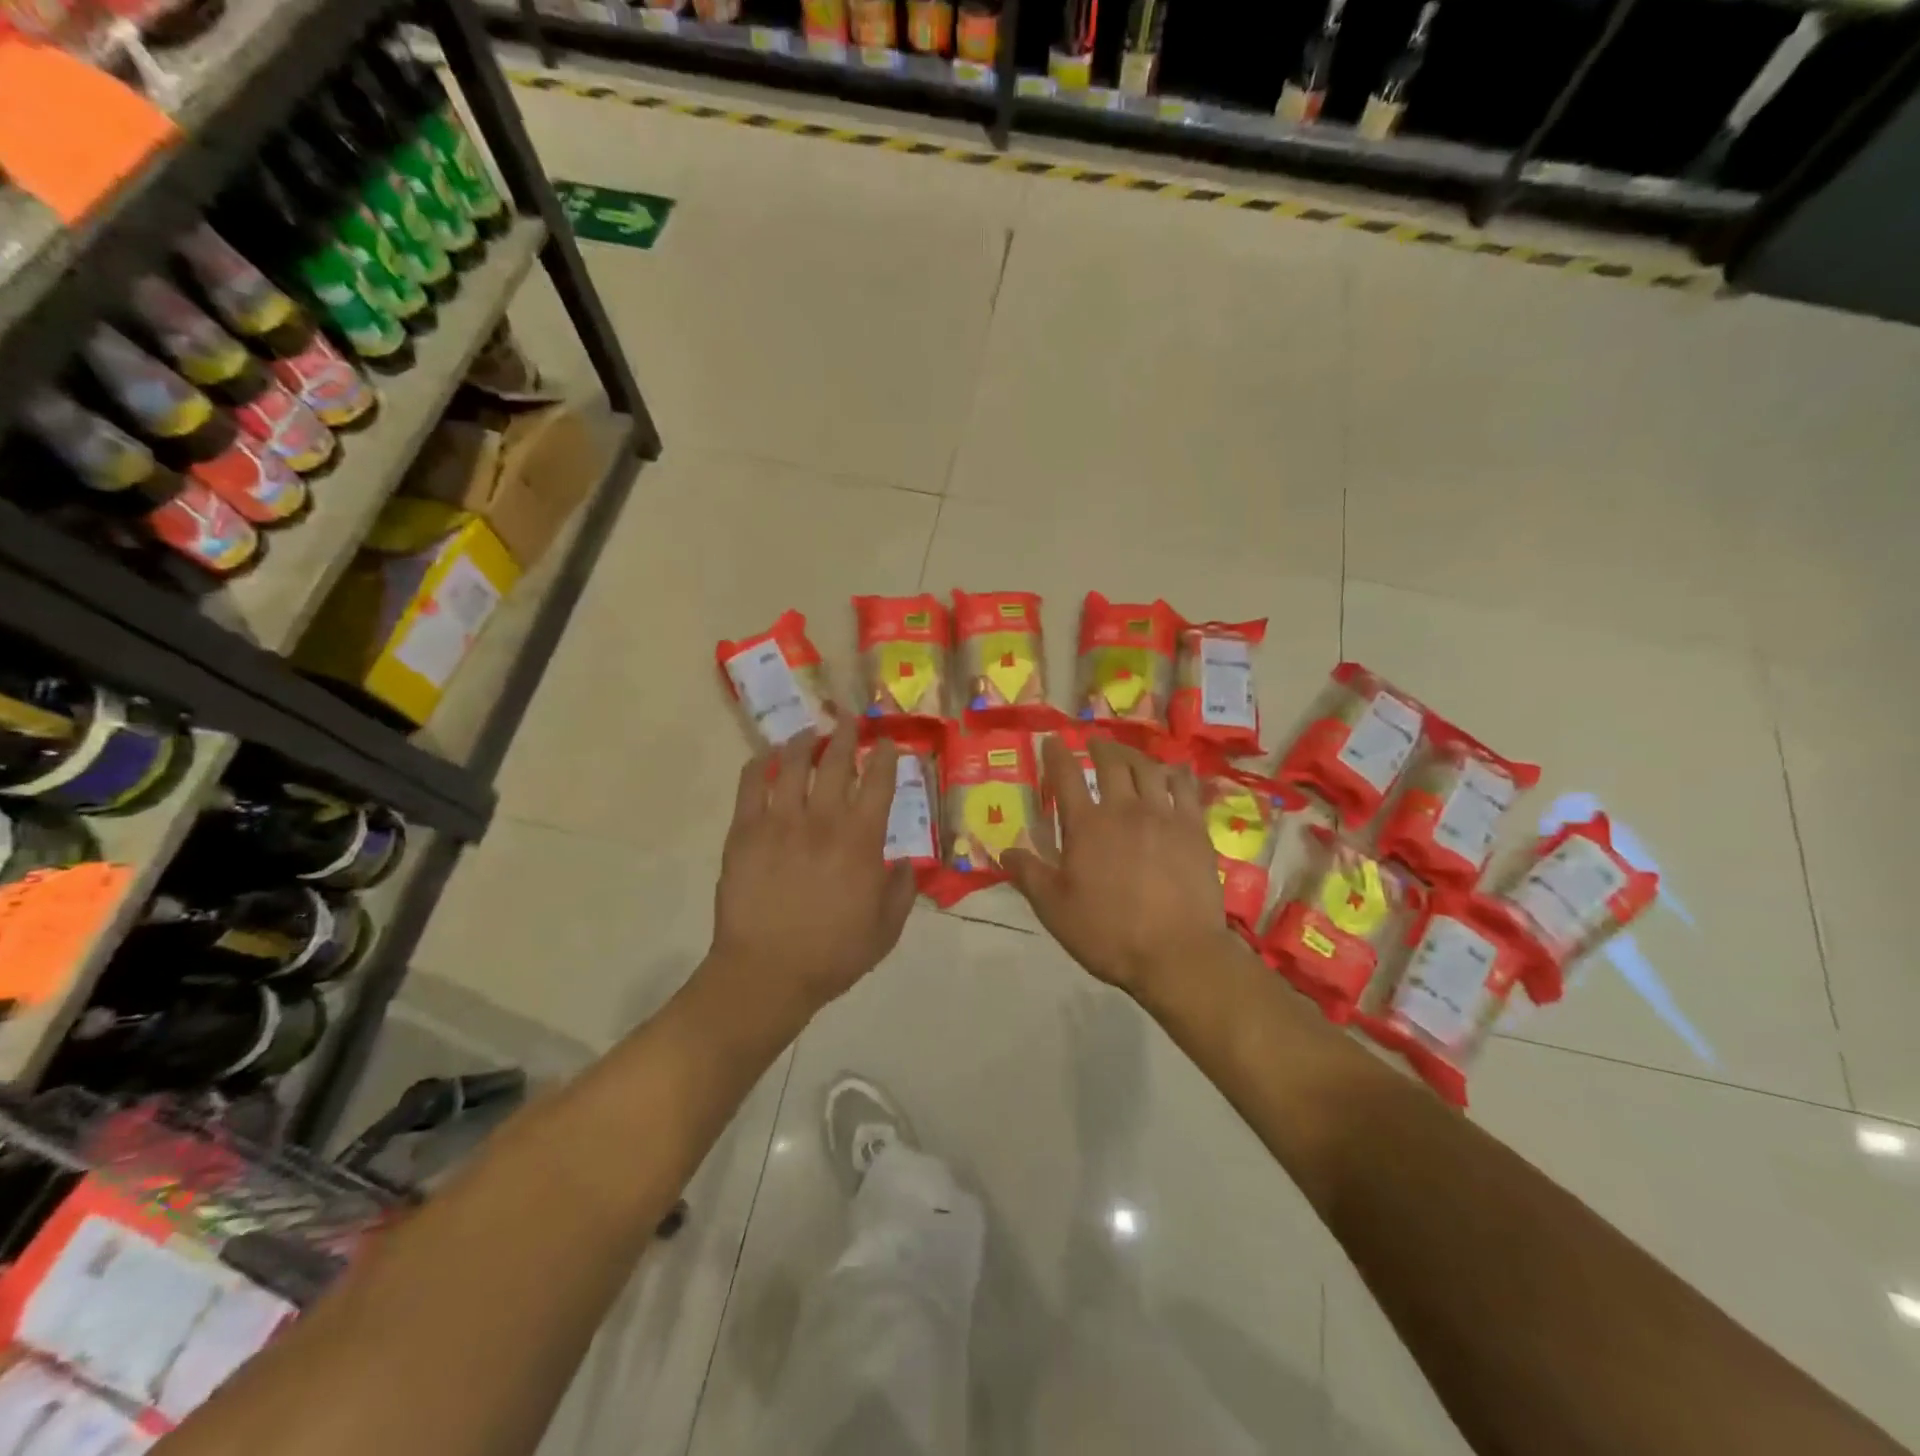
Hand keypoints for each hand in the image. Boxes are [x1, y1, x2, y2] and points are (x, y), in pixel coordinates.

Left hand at [710, 721, 916, 1019]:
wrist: (765, 974)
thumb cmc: (832, 955)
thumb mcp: (886, 930)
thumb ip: (902, 890)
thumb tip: (907, 861)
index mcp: (861, 841)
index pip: (878, 782)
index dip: (885, 756)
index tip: (886, 742)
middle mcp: (822, 820)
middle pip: (836, 761)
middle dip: (846, 735)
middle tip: (849, 720)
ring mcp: (779, 822)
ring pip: (792, 764)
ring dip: (804, 742)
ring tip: (810, 733)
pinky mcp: (744, 832)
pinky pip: (750, 785)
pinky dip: (759, 764)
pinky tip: (766, 757)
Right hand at [1004, 737, 1238, 996]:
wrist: (1176, 953)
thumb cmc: (1108, 933)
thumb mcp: (1054, 909)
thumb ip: (1029, 875)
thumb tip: (1005, 850)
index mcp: (1086, 826)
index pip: (1066, 776)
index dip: (1057, 754)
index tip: (1053, 740)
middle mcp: (1124, 809)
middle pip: (1111, 763)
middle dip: (1099, 747)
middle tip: (1094, 743)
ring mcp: (1163, 815)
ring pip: (1149, 769)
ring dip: (1134, 755)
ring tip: (1129, 754)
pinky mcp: (1194, 829)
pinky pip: (1186, 788)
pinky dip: (1176, 774)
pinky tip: (1173, 773)